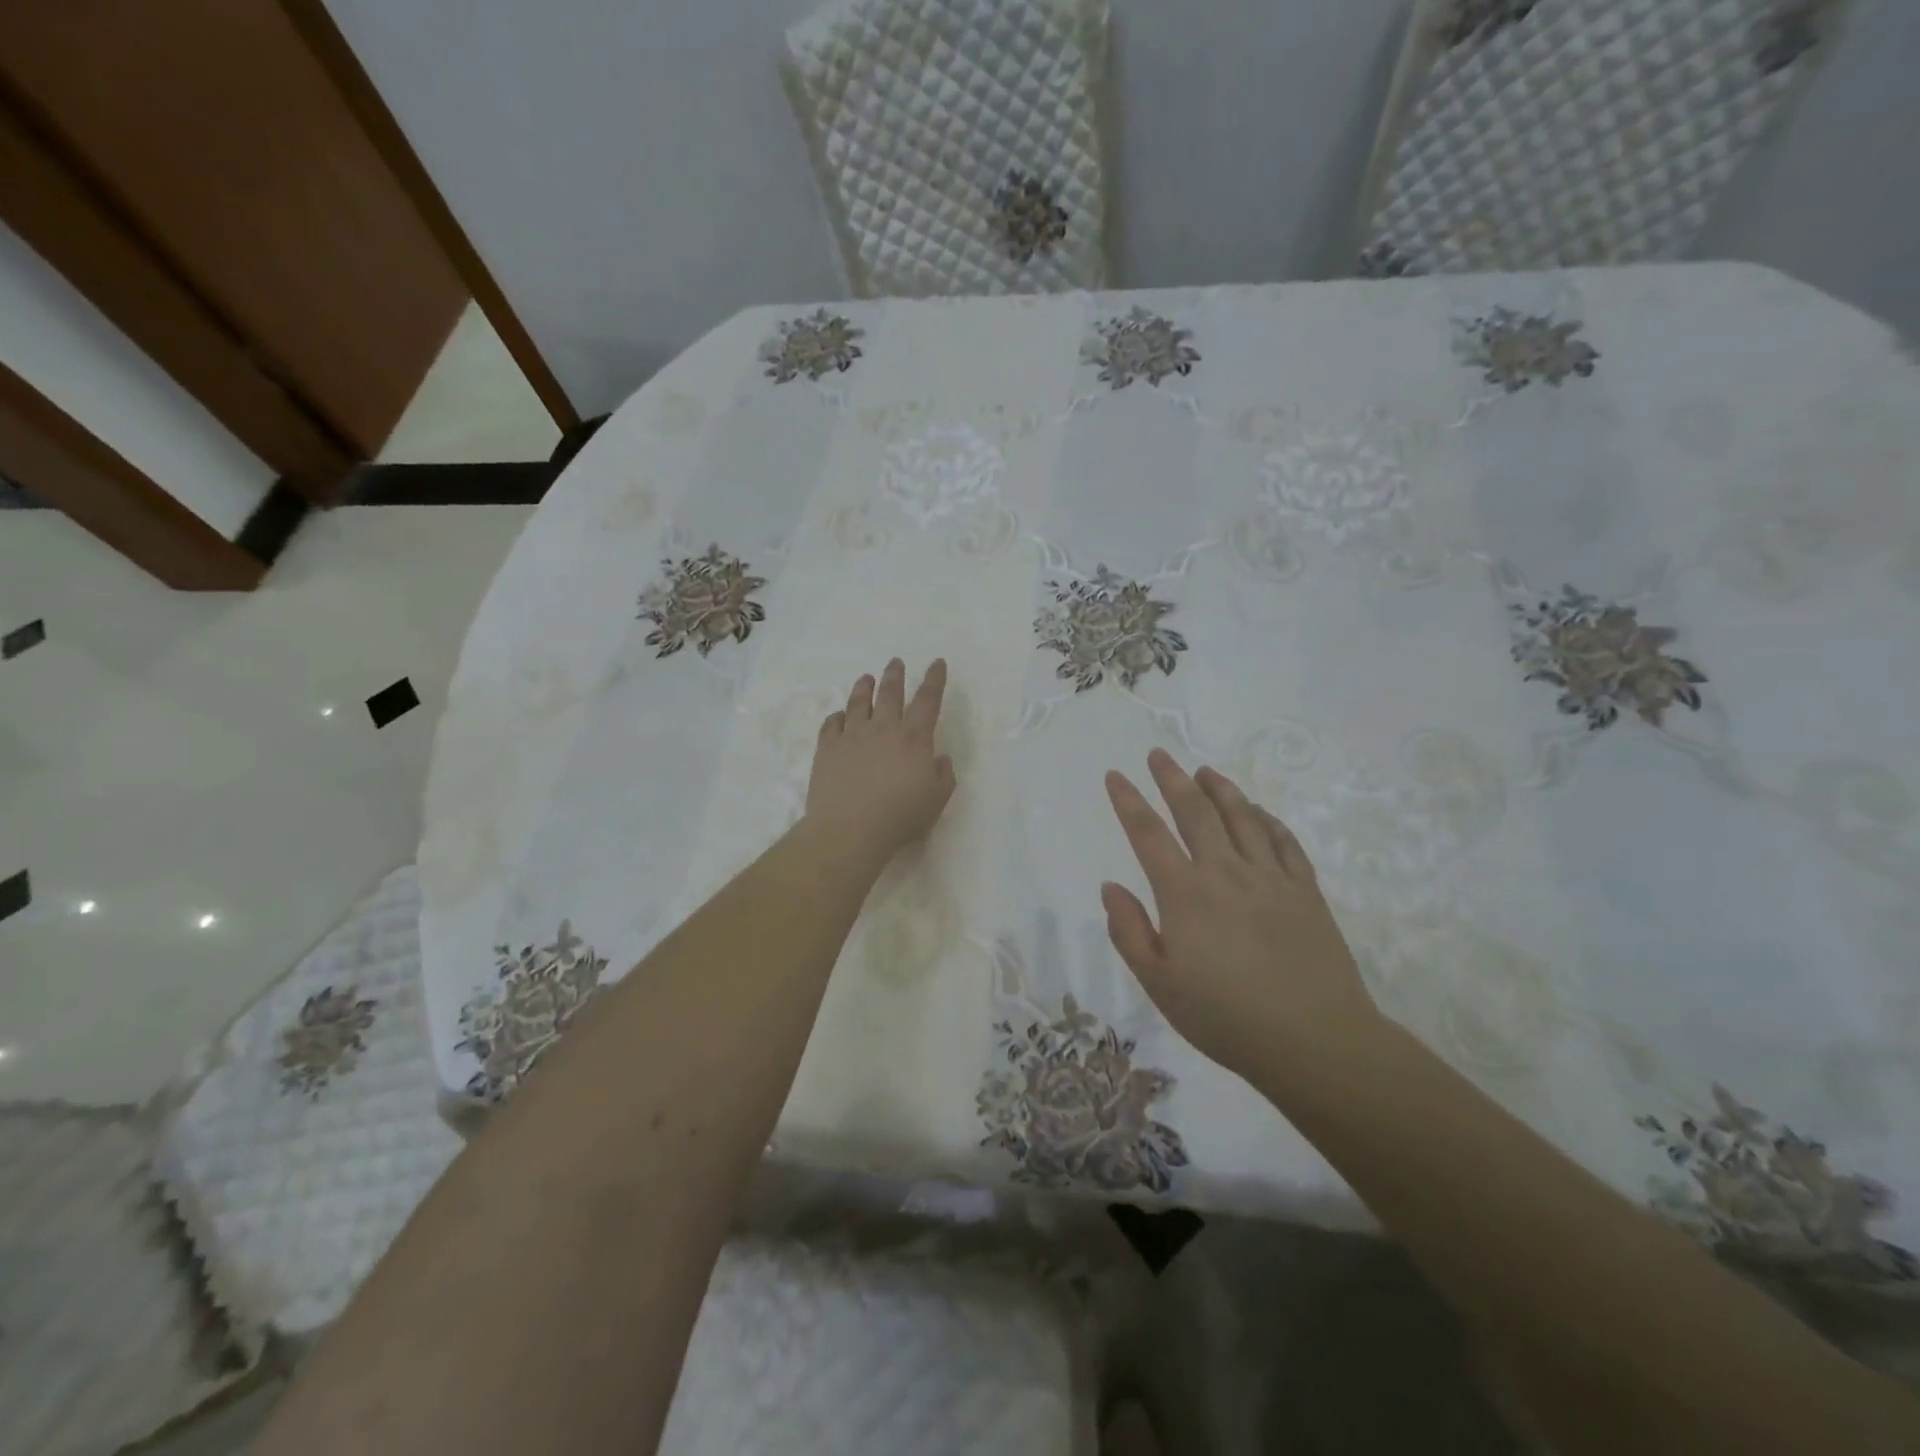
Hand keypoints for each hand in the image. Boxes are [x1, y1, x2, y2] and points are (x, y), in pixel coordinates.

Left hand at [804, 658, 955, 863]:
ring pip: (858, 702)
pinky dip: (837, 717)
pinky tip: (838, 716)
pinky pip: (831, 724)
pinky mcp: (827, 748)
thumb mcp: (935, 801)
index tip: (937, 663)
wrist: (849, 830)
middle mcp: (883, 728)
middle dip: (895, 675)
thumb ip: (943, 776)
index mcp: (913, 738)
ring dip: (864, 687)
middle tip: (895, 662)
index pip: (928, 700)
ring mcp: (852, 736)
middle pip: (890, 693)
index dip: (934, 679)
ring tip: (866, 678)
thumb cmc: (899, 817)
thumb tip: (940, 758)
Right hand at [1101, 750, 1383, 1077]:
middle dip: (1172, 779)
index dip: (1129, 801)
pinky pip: (1284, 842)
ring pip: (1242, 818)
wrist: (1316, 1041)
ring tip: (1205, 771)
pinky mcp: (1305, 891)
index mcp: (1185, 893)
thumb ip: (1129, 932)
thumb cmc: (1226, 1018)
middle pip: (1195, 812)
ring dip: (1220, 789)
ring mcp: (1270, 878)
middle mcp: (1226, 872)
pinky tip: (1259, 812)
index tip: (1116, 776)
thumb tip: (1111, 887)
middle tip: (1159, 754)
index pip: (1148, 834)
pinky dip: (1267, 820)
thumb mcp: (1159, 984)